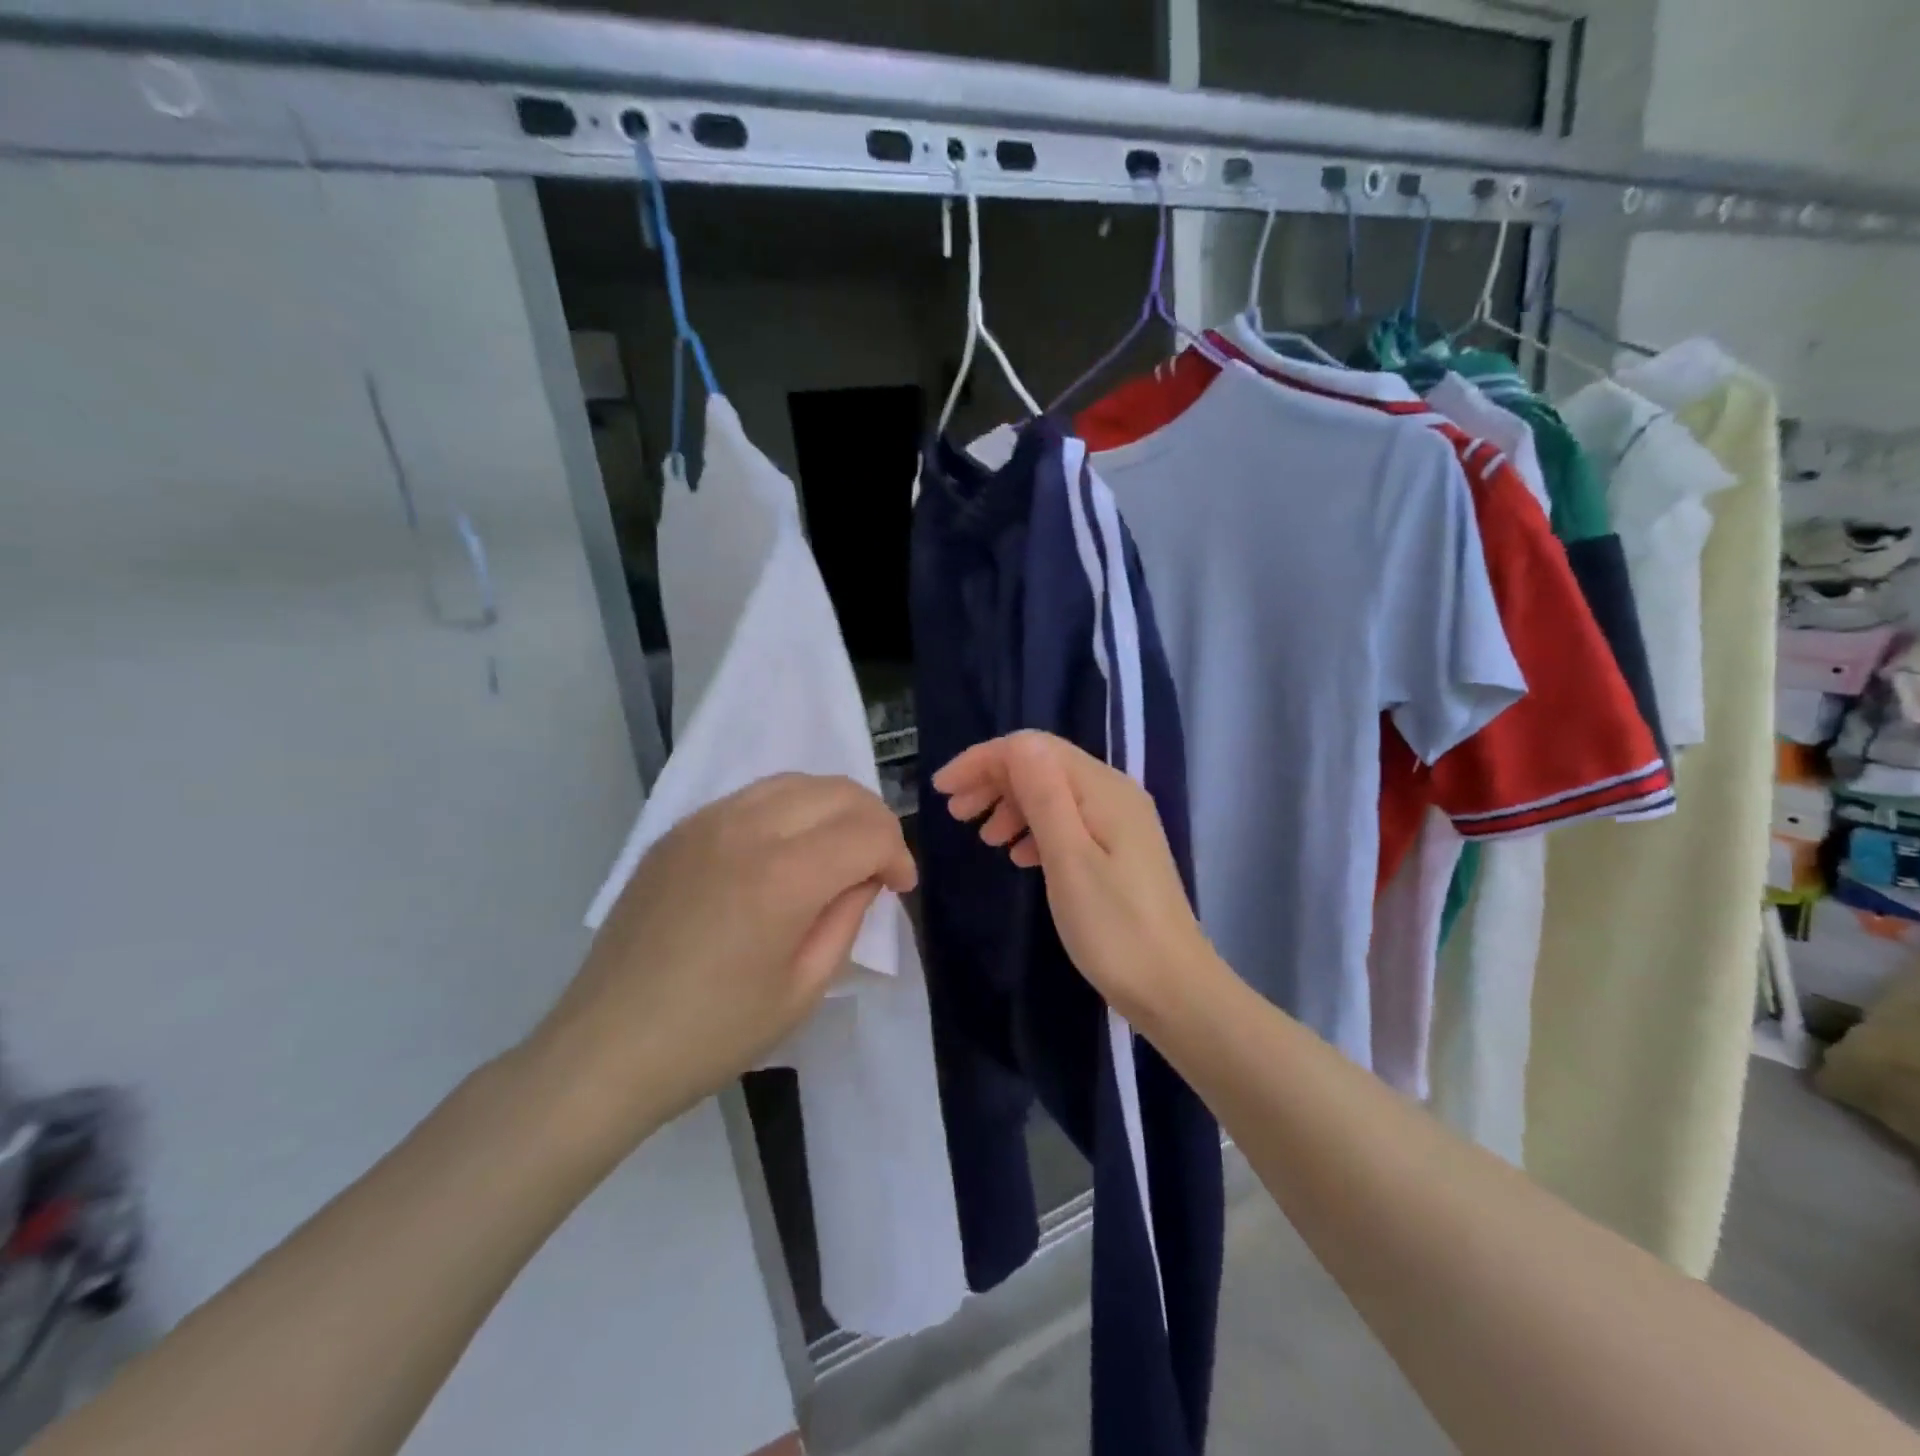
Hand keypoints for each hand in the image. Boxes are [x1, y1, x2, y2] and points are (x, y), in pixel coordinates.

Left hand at [524, 774, 916, 1149]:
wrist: (606, 1046)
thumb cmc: (714, 1033)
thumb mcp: (804, 989)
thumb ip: (847, 917)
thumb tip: (864, 876)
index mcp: (783, 876)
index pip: (867, 830)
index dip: (898, 854)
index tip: (899, 887)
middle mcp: (747, 829)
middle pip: (837, 790)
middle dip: (873, 821)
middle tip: (877, 865)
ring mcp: (706, 822)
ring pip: (795, 781)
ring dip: (832, 807)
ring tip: (836, 850)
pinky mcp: (678, 830)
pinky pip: (752, 796)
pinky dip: (788, 809)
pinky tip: (783, 849)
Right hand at [932, 731, 1213, 1032]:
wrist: (1174, 988)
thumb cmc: (1114, 928)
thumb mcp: (1069, 860)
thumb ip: (1044, 796)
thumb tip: (1018, 744)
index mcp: (1103, 788)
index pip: (1033, 748)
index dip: (983, 760)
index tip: (942, 790)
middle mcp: (1114, 793)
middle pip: (1043, 766)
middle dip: (993, 780)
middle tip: (956, 813)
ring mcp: (1120, 821)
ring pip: (1053, 794)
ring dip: (1012, 805)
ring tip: (983, 838)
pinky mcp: (1119, 849)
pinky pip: (1068, 821)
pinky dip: (1035, 830)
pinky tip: (1018, 856)